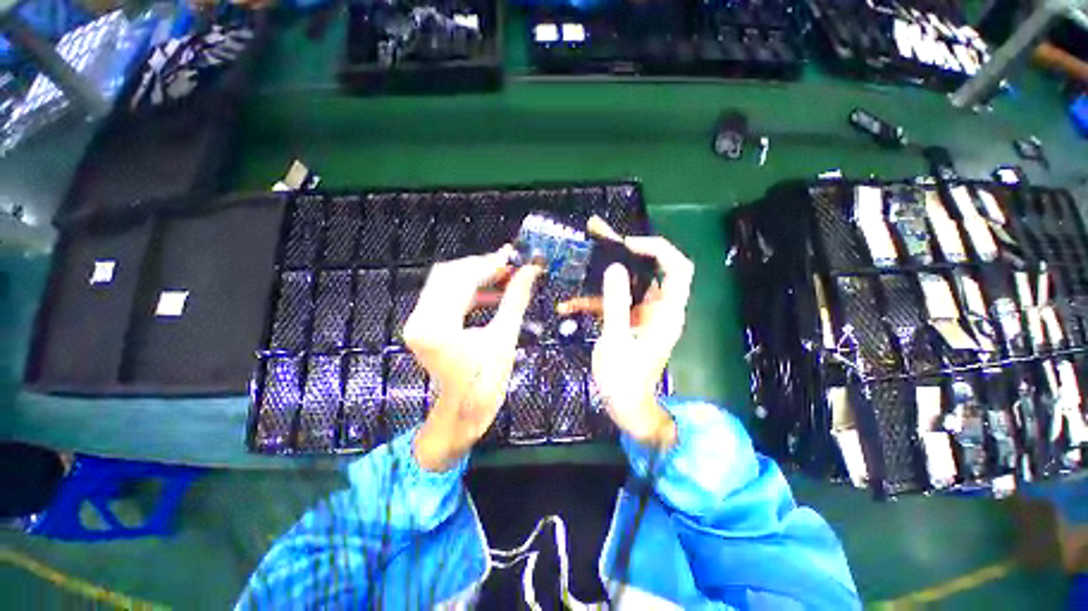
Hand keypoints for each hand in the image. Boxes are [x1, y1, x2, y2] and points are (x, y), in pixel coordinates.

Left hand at [404, 247, 541, 471]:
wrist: (463, 413)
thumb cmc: (486, 383)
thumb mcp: (504, 339)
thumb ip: (515, 300)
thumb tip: (530, 271)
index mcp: (439, 328)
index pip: (462, 279)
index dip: (489, 264)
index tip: (513, 256)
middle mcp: (420, 320)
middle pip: (448, 274)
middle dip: (481, 266)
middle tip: (510, 264)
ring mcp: (418, 321)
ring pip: (445, 282)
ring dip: (475, 276)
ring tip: (504, 276)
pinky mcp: (423, 324)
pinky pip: (445, 296)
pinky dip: (469, 290)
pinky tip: (491, 292)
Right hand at [558, 220, 693, 447]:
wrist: (625, 408)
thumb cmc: (624, 380)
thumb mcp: (616, 341)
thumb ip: (615, 304)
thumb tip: (614, 268)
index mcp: (665, 312)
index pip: (677, 268)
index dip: (657, 249)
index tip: (627, 244)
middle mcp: (657, 308)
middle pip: (647, 270)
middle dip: (623, 252)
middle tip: (598, 234)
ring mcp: (641, 314)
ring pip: (627, 284)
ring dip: (604, 274)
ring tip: (582, 254)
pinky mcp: (627, 321)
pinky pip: (613, 303)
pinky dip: (593, 301)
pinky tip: (568, 305)